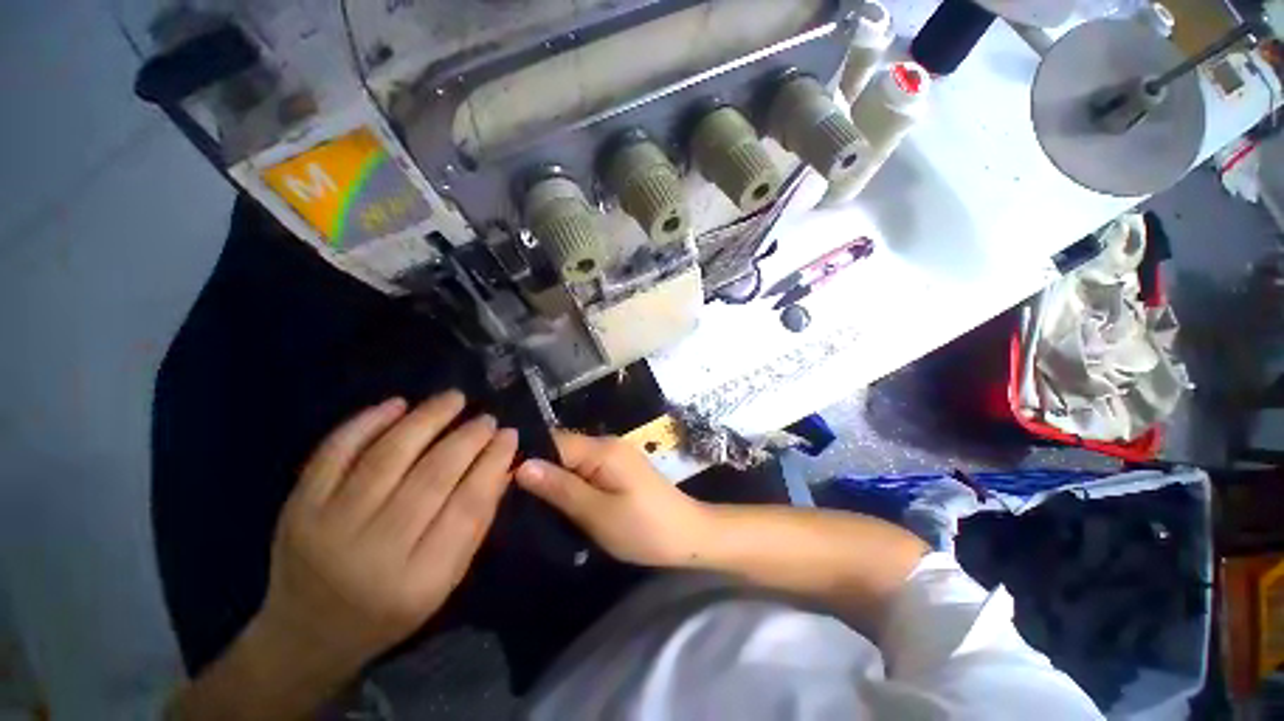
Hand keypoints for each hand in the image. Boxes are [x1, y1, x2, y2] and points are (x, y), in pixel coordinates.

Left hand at [258, 392, 517, 671]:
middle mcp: (373, 551)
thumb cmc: (390, 610)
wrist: (307, 634)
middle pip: (430, 477)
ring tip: (454, 398)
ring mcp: (328, 526)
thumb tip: (505, 465)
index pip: (467, 505)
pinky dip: (366, 423)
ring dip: (425, 419)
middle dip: (466, 438)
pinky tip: (396, 404)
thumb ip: (477, 520)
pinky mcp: (299, 507)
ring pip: (386, 456)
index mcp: (419, 578)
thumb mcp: (446, 578)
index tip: (510, 435)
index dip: (492, 463)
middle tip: (487, 418)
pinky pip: (333, 453)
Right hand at [515, 432, 713, 567]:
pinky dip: (570, 483)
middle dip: (537, 469)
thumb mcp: (597, 513)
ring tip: (525, 503)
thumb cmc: (644, 528)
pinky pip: (585, 470)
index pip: (553, 441)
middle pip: (562, 449)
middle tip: (509, 497)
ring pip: (572, 460)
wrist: (689, 535)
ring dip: (553, 478)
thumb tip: (521, 465)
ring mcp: (614, 457)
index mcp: (602, 449)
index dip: (526, 457)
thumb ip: (560, 488)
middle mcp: (607, 445)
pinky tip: (556, 501)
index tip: (498, 481)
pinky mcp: (618, 470)